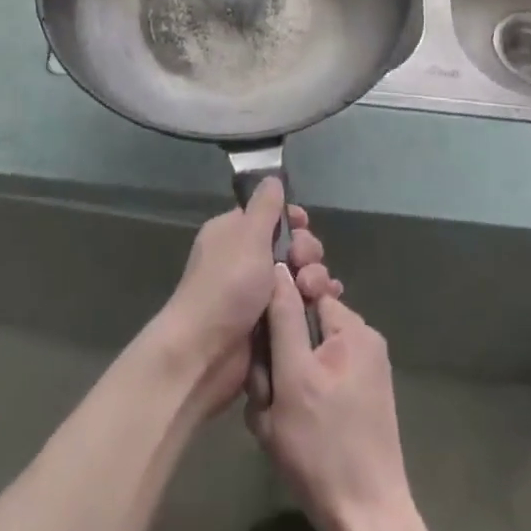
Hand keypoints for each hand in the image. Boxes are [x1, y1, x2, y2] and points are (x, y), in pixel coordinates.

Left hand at [155, 179, 341, 414]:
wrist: (205, 353)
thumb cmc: (226, 285)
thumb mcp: (247, 236)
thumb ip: (265, 206)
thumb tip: (272, 177)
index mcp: (233, 233)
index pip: (269, 215)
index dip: (291, 219)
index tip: (304, 225)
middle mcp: (245, 259)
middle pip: (290, 245)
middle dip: (306, 251)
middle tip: (305, 264)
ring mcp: (257, 293)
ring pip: (298, 276)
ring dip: (314, 278)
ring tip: (314, 290)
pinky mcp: (270, 323)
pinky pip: (298, 305)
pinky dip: (313, 303)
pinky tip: (325, 305)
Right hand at [245, 267, 414, 530]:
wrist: (366, 524)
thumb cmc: (323, 447)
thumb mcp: (291, 376)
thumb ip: (284, 316)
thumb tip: (279, 265)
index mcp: (352, 328)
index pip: (304, 291)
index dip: (277, 313)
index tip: (263, 344)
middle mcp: (364, 341)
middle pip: (304, 325)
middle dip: (279, 353)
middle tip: (266, 391)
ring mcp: (366, 372)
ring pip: (308, 355)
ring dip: (287, 378)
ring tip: (276, 417)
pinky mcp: (363, 400)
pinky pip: (321, 378)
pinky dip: (303, 394)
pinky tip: (292, 428)